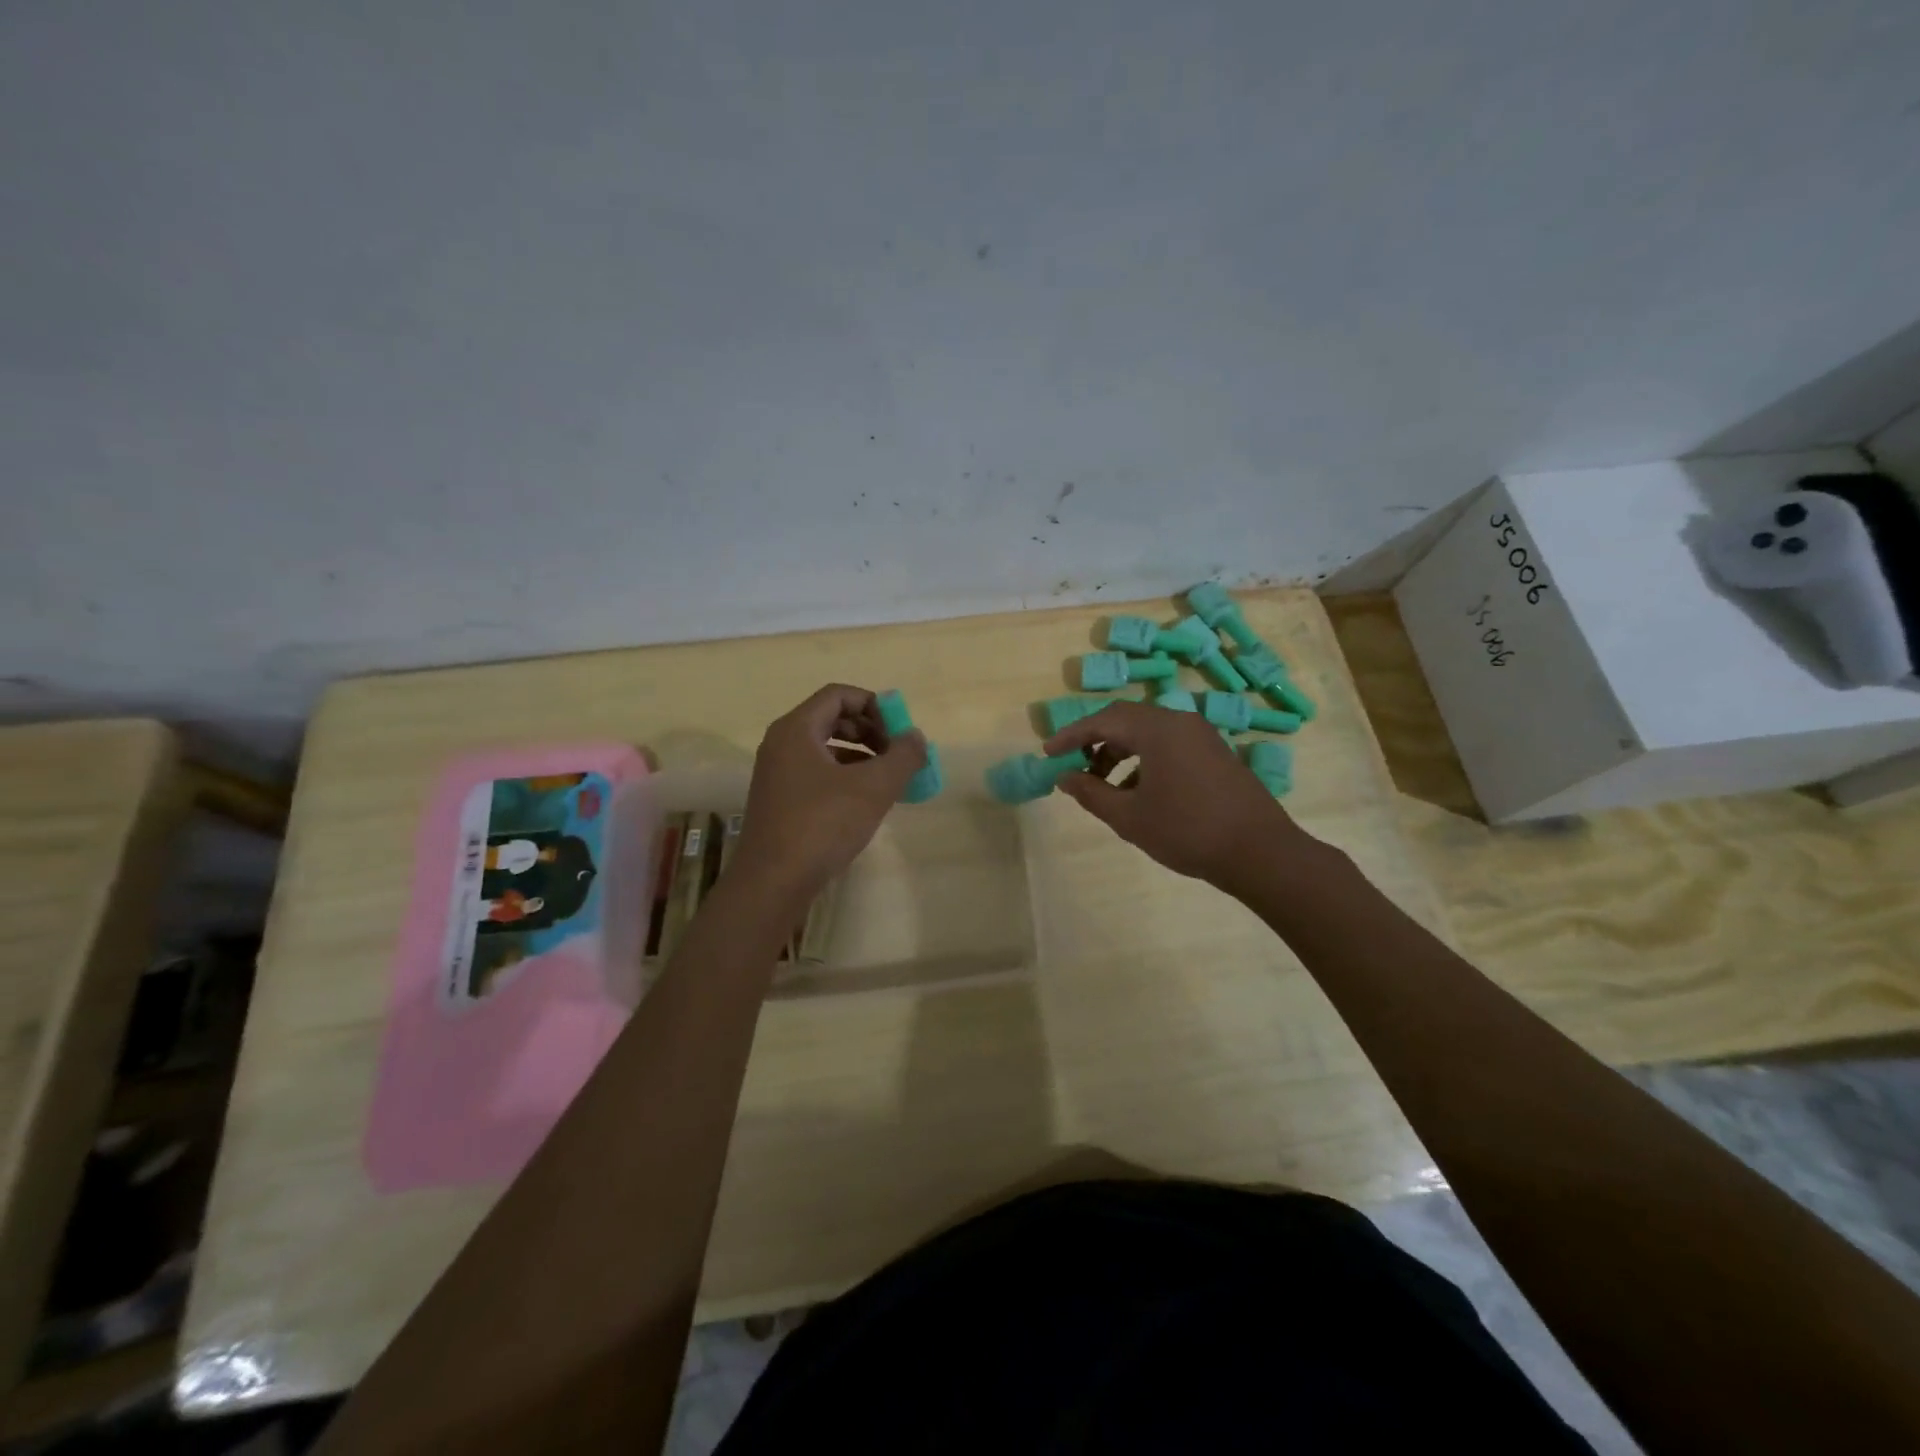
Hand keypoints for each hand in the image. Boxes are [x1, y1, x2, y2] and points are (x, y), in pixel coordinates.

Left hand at [732, 684, 926, 900]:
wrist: (773, 883)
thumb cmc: (822, 825)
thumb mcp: (873, 788)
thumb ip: (902, 756)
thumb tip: (916, 737)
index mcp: (796, 729)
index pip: (838, 695)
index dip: (874, 705)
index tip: (900, 731)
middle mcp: (782, 744)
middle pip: (832, 719)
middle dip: (871, 731)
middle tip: (897, 755)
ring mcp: (778, 774)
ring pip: (826, 749)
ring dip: (861, 756)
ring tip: (889, 780)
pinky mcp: (780, 801)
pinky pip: (818, 774)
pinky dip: (846, 778)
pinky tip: (866, 803)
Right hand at [1043, 700, 1314, 892]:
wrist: (1260, 852)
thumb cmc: (1187, 831)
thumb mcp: (1129, 817)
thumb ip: (1091, 793)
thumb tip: (1064, 777)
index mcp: (1157, 729)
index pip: (1102, 720)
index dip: (1071, 735)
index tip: (1048, 754)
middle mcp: (1180, 721)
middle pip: (1126, 720)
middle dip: (1094, 742)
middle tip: (1073, 767)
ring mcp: (1202, 736)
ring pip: (1148, 733)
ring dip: (1119, 752)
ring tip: (1104, 786)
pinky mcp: (1215, 753)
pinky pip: (1169, 744)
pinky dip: (1144, 759)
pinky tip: (1139, 792)